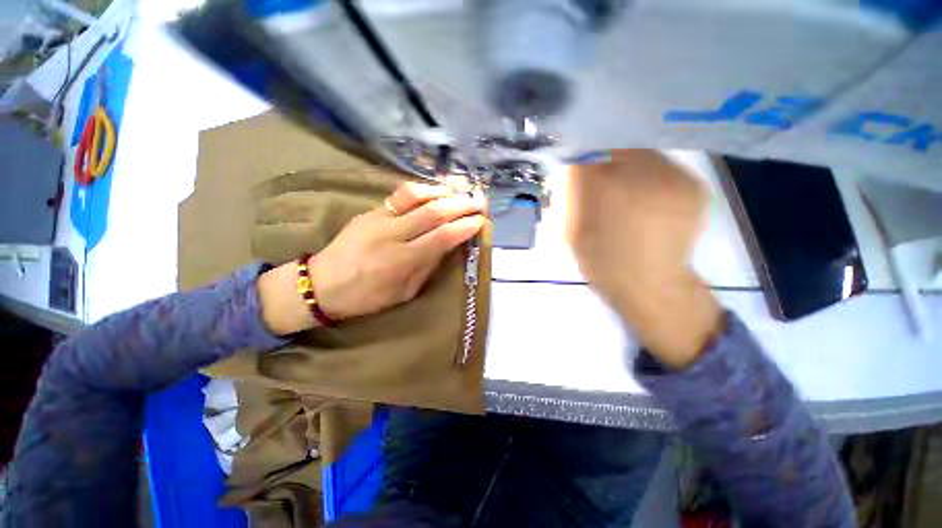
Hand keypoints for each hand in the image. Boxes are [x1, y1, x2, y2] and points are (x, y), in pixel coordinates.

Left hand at [259, 182, 485, 334]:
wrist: (323, 283)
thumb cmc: (367, 296)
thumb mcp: (404, 291)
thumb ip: (428, 266)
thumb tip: (448, 244)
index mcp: (402, 261)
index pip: (442, 237)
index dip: (464, 227)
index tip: (480, 221)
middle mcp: (392, 235)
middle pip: (433, 212)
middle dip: (460, 205)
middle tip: (477, 202)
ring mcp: (378, 218)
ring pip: (416, 195)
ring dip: (442, 192)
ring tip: (458, 193)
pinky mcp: (370, 210)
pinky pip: (400, 194)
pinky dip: (423, 190)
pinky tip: (435, 192)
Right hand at [567, 150, 722, 368]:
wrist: (650, 286)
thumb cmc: (602, 262)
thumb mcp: (572, 229)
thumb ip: (573, 192)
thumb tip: (576, 160)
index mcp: (607, 191)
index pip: (591, 147)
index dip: (581, 149)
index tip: (576, 157)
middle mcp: (646, 176)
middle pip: (619, 142)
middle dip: (604, 151)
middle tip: (596, 168)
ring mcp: (676, 179)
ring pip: (643, 150)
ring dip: (627, 160)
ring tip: (621, 185)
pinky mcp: (694, 186)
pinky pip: (664, 165)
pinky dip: (649, 173)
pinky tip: (643, 195)